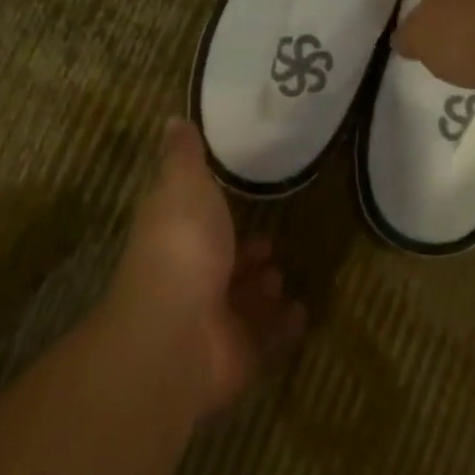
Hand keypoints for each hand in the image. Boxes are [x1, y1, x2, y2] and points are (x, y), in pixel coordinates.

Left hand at [111, 118, 305, 416]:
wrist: (178, 332)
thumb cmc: (183, 246)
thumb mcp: (184, 185)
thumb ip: (185, 155)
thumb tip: (172, 119)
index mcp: (176, 237)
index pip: (194, 222)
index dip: (214, 213)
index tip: (242, 198)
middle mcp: (190, 279)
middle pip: (220, 266)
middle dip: (245, 255)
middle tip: (273, 242)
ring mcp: (213, 321)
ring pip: (242, 303)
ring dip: (262, 289)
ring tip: (284, 275)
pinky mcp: (238, 355)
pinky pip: (266, 339)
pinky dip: (284, 327)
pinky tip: (303, 311)